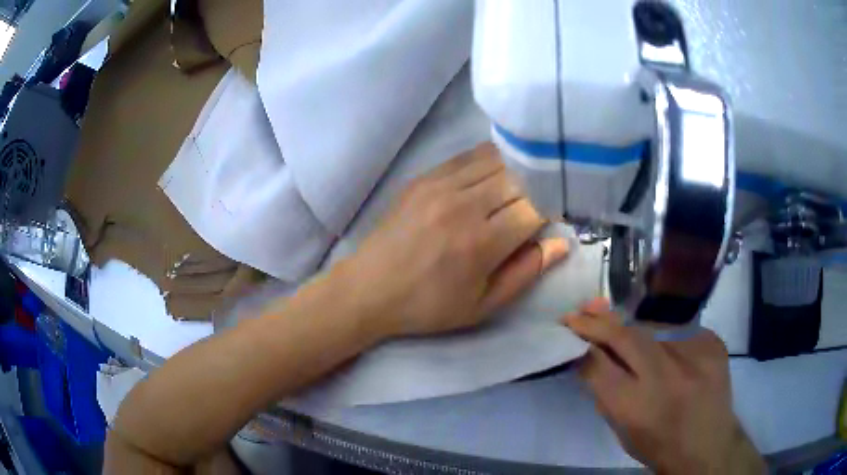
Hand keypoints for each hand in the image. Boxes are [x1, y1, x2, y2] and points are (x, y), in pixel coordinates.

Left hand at [344, 142, 568, 337]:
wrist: (369, 288)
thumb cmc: (428, 306)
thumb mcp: (482, 306)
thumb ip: (526, 272)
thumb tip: (562, 243)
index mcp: (481, 243)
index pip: (535, 208)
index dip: (552, 210)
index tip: (554, 217)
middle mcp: (463, 205)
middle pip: (519, 177)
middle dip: (538, 187)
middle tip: (542, 199)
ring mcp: (440, 185)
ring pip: (496, 159)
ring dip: (516, 170)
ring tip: (521, 185)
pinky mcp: (424, 177)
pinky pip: (468, 156)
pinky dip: (489, 161)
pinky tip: (494, 174)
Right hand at [563, 299, 765, 474]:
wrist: (708, 444)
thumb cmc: (658, 445)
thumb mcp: (622, 429)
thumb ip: (606, 391)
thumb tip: (589, 354)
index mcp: (636, 407)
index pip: (598, 364)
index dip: (581, 342)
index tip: (568, 327)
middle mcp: (665, 377)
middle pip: (625, 337)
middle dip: (599, 323)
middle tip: (581, 312)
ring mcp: (694, 355)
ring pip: (652, 330)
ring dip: (633, 330)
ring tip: (622, 329)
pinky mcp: (712, 342)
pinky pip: (679, 331)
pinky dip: (666, 338)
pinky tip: (666, 351)